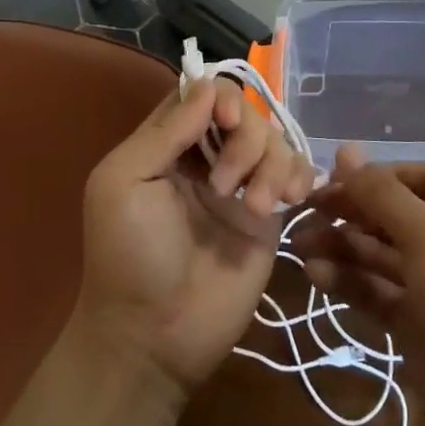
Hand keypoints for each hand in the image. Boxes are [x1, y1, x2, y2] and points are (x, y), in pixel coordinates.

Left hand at [75, 77, 317, 398]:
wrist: (156, 338)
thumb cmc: (129, 256)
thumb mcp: (125, 184)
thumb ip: (165, 132)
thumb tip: (208, 88)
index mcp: (166, 144)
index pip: (201, 94)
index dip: (219, 96)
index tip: (225, 119)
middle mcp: (205, 157)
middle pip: (245, 112)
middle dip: (246, 137)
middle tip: (225, 184)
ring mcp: (241, 186)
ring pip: (274, 139)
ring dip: (272, 163)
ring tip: (258, 207)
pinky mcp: (269, 218)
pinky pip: (296, 175)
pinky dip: (299, 175)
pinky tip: (289, 200)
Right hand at [294, 149, 424, 425]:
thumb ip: (381, 194)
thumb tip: (345, 150)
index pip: (418, 177)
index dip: (377, 175)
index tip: (334, 179)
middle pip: (394, 215)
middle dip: (351, 211)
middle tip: (307, 209)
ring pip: (380, 254)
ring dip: (342, 247)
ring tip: (300, 245)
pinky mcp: (416, 322)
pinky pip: (377, 291)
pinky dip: (348, 282)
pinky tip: (315, 275)